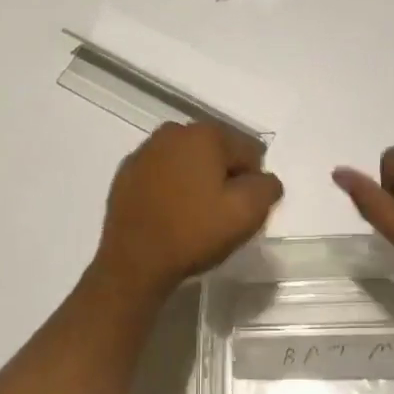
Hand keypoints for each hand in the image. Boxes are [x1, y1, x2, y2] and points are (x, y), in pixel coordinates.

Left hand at [94, 122, 283, 294]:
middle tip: (220, 213)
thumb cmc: (194, 232)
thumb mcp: (247, 213)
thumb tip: (264, 179)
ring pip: (187, 161)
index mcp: (205, 133)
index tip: (241, 209)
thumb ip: (267, 187)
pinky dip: (170, 187)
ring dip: (196, 180)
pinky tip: (169, 213)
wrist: (133, 261)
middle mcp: (173, 131)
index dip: (252, 182)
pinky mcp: (127, 171)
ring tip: (193, 215)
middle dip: (223, 177)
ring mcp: (145, 150)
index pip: (248, 151)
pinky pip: (162, 173)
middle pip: (216, 152)